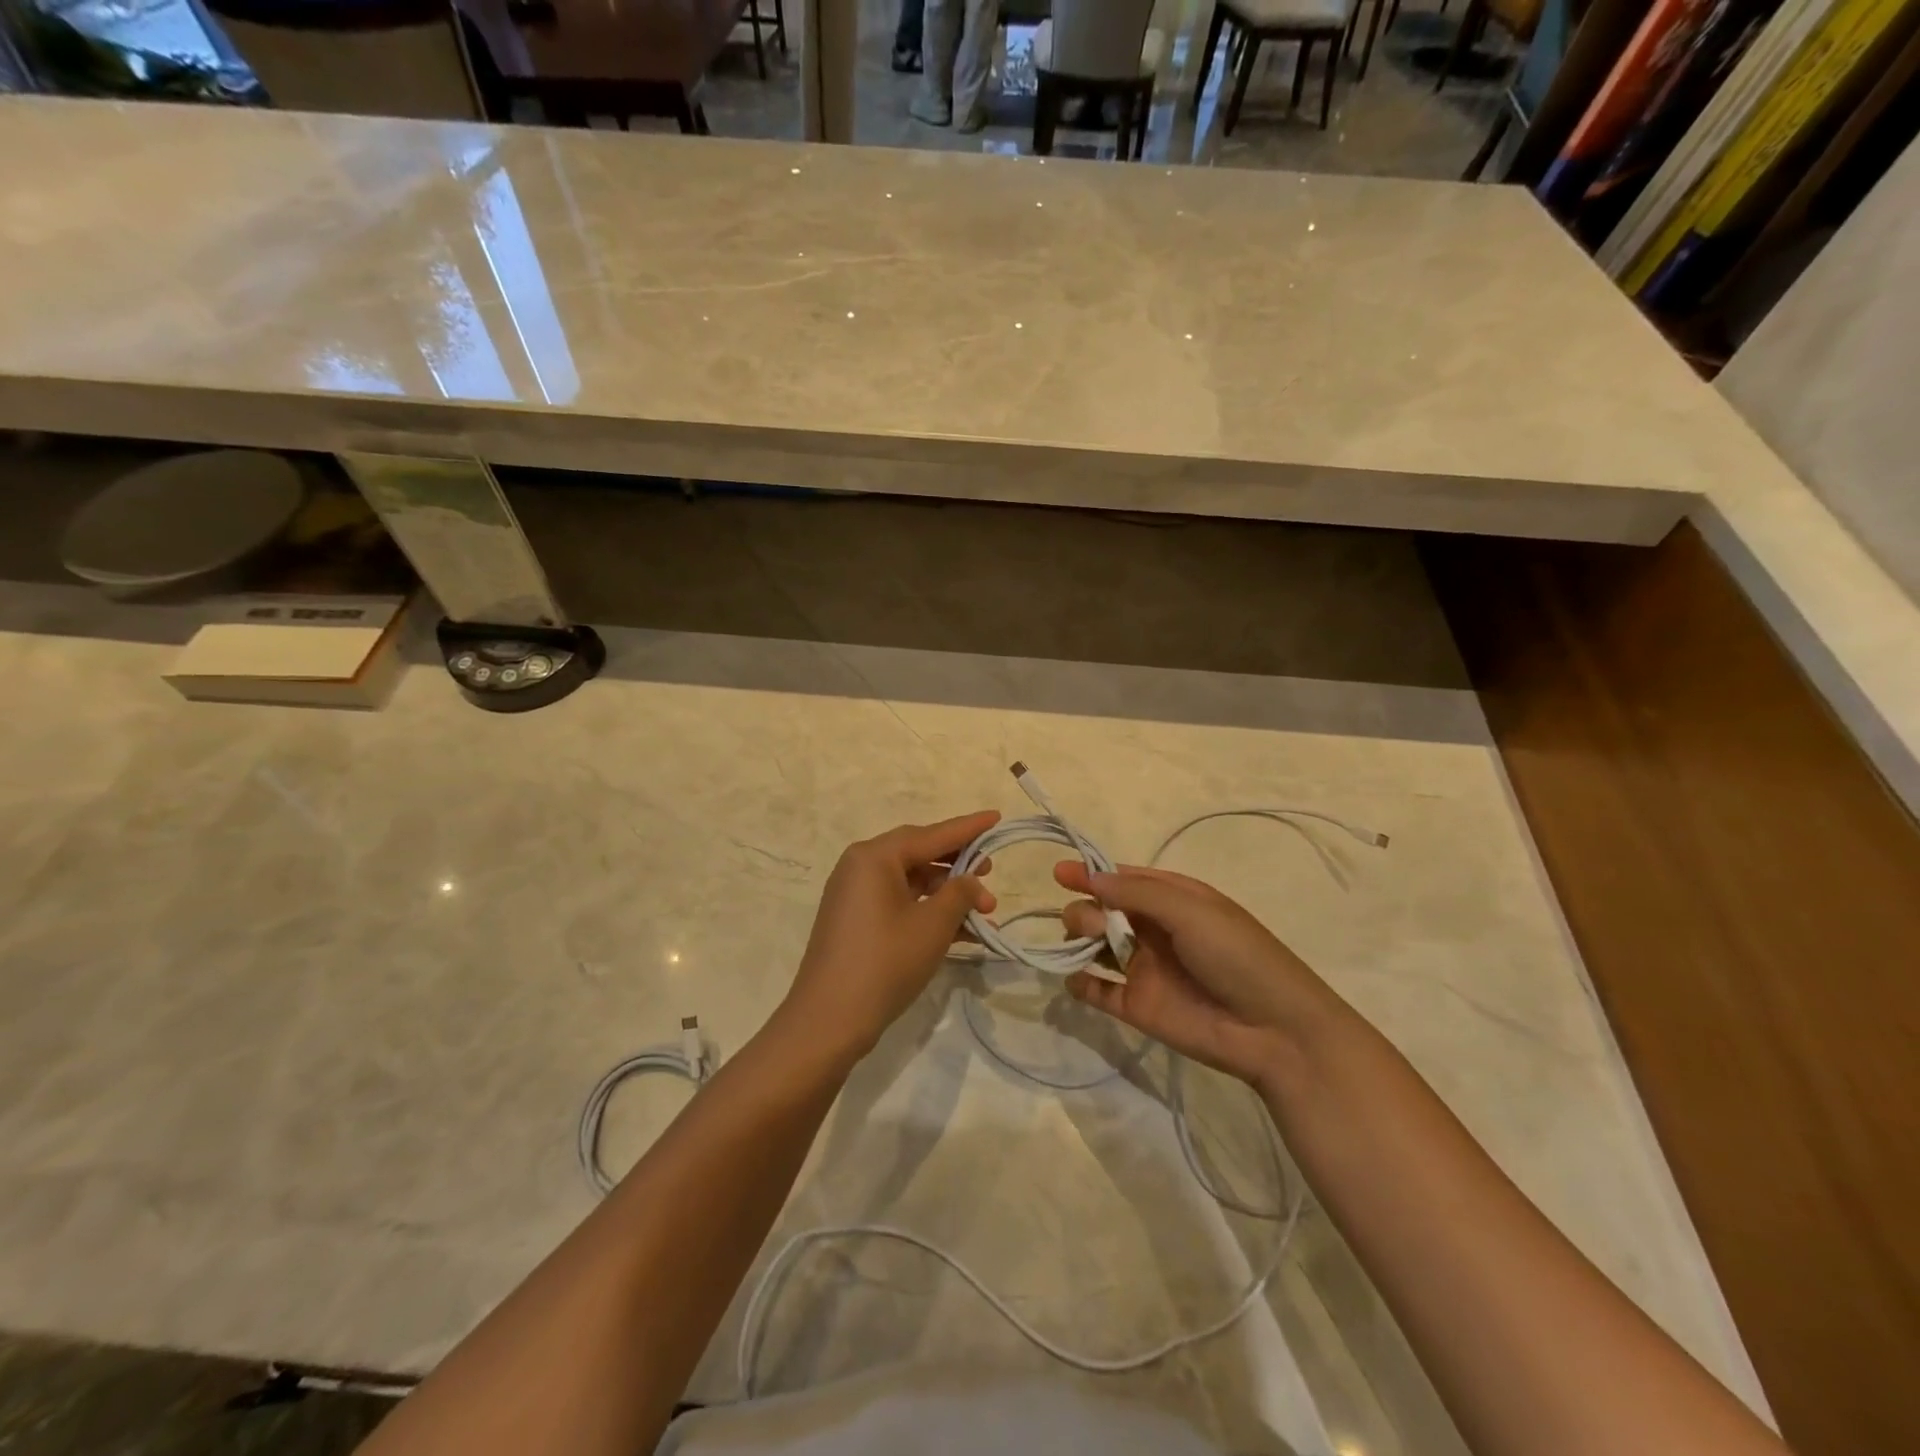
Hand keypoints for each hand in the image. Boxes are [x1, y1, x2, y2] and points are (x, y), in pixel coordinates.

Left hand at [781, 812, 999, 1062]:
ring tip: (984, 912)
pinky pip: (899, 904)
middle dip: (958, 865)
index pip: (931, 834)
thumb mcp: (932, 925)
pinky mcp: (855, 922)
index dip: (968, 828)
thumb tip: (971, 881)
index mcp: (875, 857)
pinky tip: (961, 932)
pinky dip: (927, 912)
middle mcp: (860, 867)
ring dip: (946, 895)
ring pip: (911, 882)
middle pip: (919, 854)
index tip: (996, 817)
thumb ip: (959, 893)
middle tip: (990, 871)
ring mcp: (855, 895)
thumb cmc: (885, 962)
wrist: (829, 1020)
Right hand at [1056, 862, 1338, 1090]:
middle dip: (1087, 911)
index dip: (1091, 874)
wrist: (1273, 1030)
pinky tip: (1077, 979)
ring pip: (1093, 946)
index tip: (1059, 874)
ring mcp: (1143, 968)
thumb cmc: (1236, 955)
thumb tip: (1090, 878)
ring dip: (1078, 940)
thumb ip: (1136, 893)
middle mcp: (1153, 930)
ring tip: (1084, 948)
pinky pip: (1096, 991)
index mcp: (1172, 899)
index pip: (1123, 880)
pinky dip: (1079, 983)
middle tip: (1096, 927)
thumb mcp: (1190, 910)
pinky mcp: (1136, 1006)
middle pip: (1102, 911)